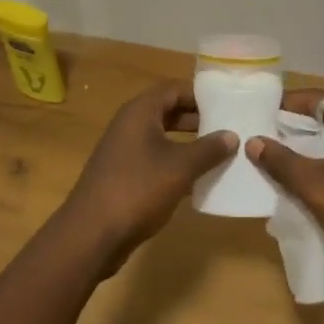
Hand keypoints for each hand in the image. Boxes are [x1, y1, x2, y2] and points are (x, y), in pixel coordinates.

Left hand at [60, 82, 236, 267]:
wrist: (91, 234)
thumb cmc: (137, 189)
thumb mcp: (180, 168)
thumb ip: (208, 149)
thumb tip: (231, 135)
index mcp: (140, 112)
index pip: (174, 89)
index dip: (201, 94)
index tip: (228, 103)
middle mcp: (130, 125)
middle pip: (168, 111)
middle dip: (198, 119)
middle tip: (229, 128)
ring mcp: (124, 151)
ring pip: (163, 137)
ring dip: (189, 143)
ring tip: (220, 153)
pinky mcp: (124, 175)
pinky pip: (156, 159)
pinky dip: (176, 164)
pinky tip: (198, 179)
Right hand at [247, 89, 323, 282]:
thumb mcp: (313, 186)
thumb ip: (281, 162)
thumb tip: (253, 141)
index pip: (318, 98)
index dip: (289, 101)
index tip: (261, 109)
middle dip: (293, 125)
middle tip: (260, 133)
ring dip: (303, 148)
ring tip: (271, 157)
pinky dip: (316, 166)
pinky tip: (296, 183)